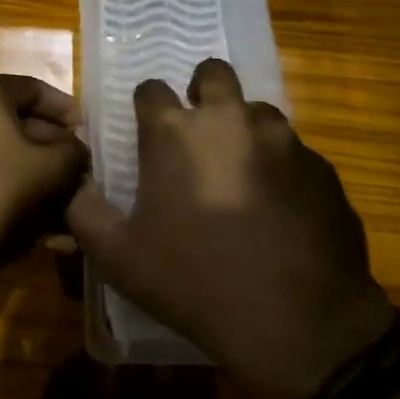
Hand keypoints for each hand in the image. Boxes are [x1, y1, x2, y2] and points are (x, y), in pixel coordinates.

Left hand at [0, 75, 89, 314]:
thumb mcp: (53, 169)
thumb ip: (73, 151)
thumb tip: (74, 150)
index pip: (33, 88)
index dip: (66, 109)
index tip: (88, 133)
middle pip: (15, 120)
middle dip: (50, 146)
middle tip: (77, 170)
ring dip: (32, 171)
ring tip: (62, 200)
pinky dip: (8, 185)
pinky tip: (33, 218)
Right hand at [67, 58, 395, 398]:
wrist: (299, 325)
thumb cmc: (195, 282)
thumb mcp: (118, 256)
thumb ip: (83, 209)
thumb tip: (75, 181)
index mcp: (175, 132)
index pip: (151, 89)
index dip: (147, 107)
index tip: (148, 134)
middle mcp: (230, 119)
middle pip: (214, 73)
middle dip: (203, 90)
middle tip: (199, 132)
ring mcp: (283, 140)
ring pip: (259, 111)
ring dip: (246, 129)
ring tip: (242, 175)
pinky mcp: (323, 168)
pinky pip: (296, 153)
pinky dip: (283, 169)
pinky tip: (281, 211)